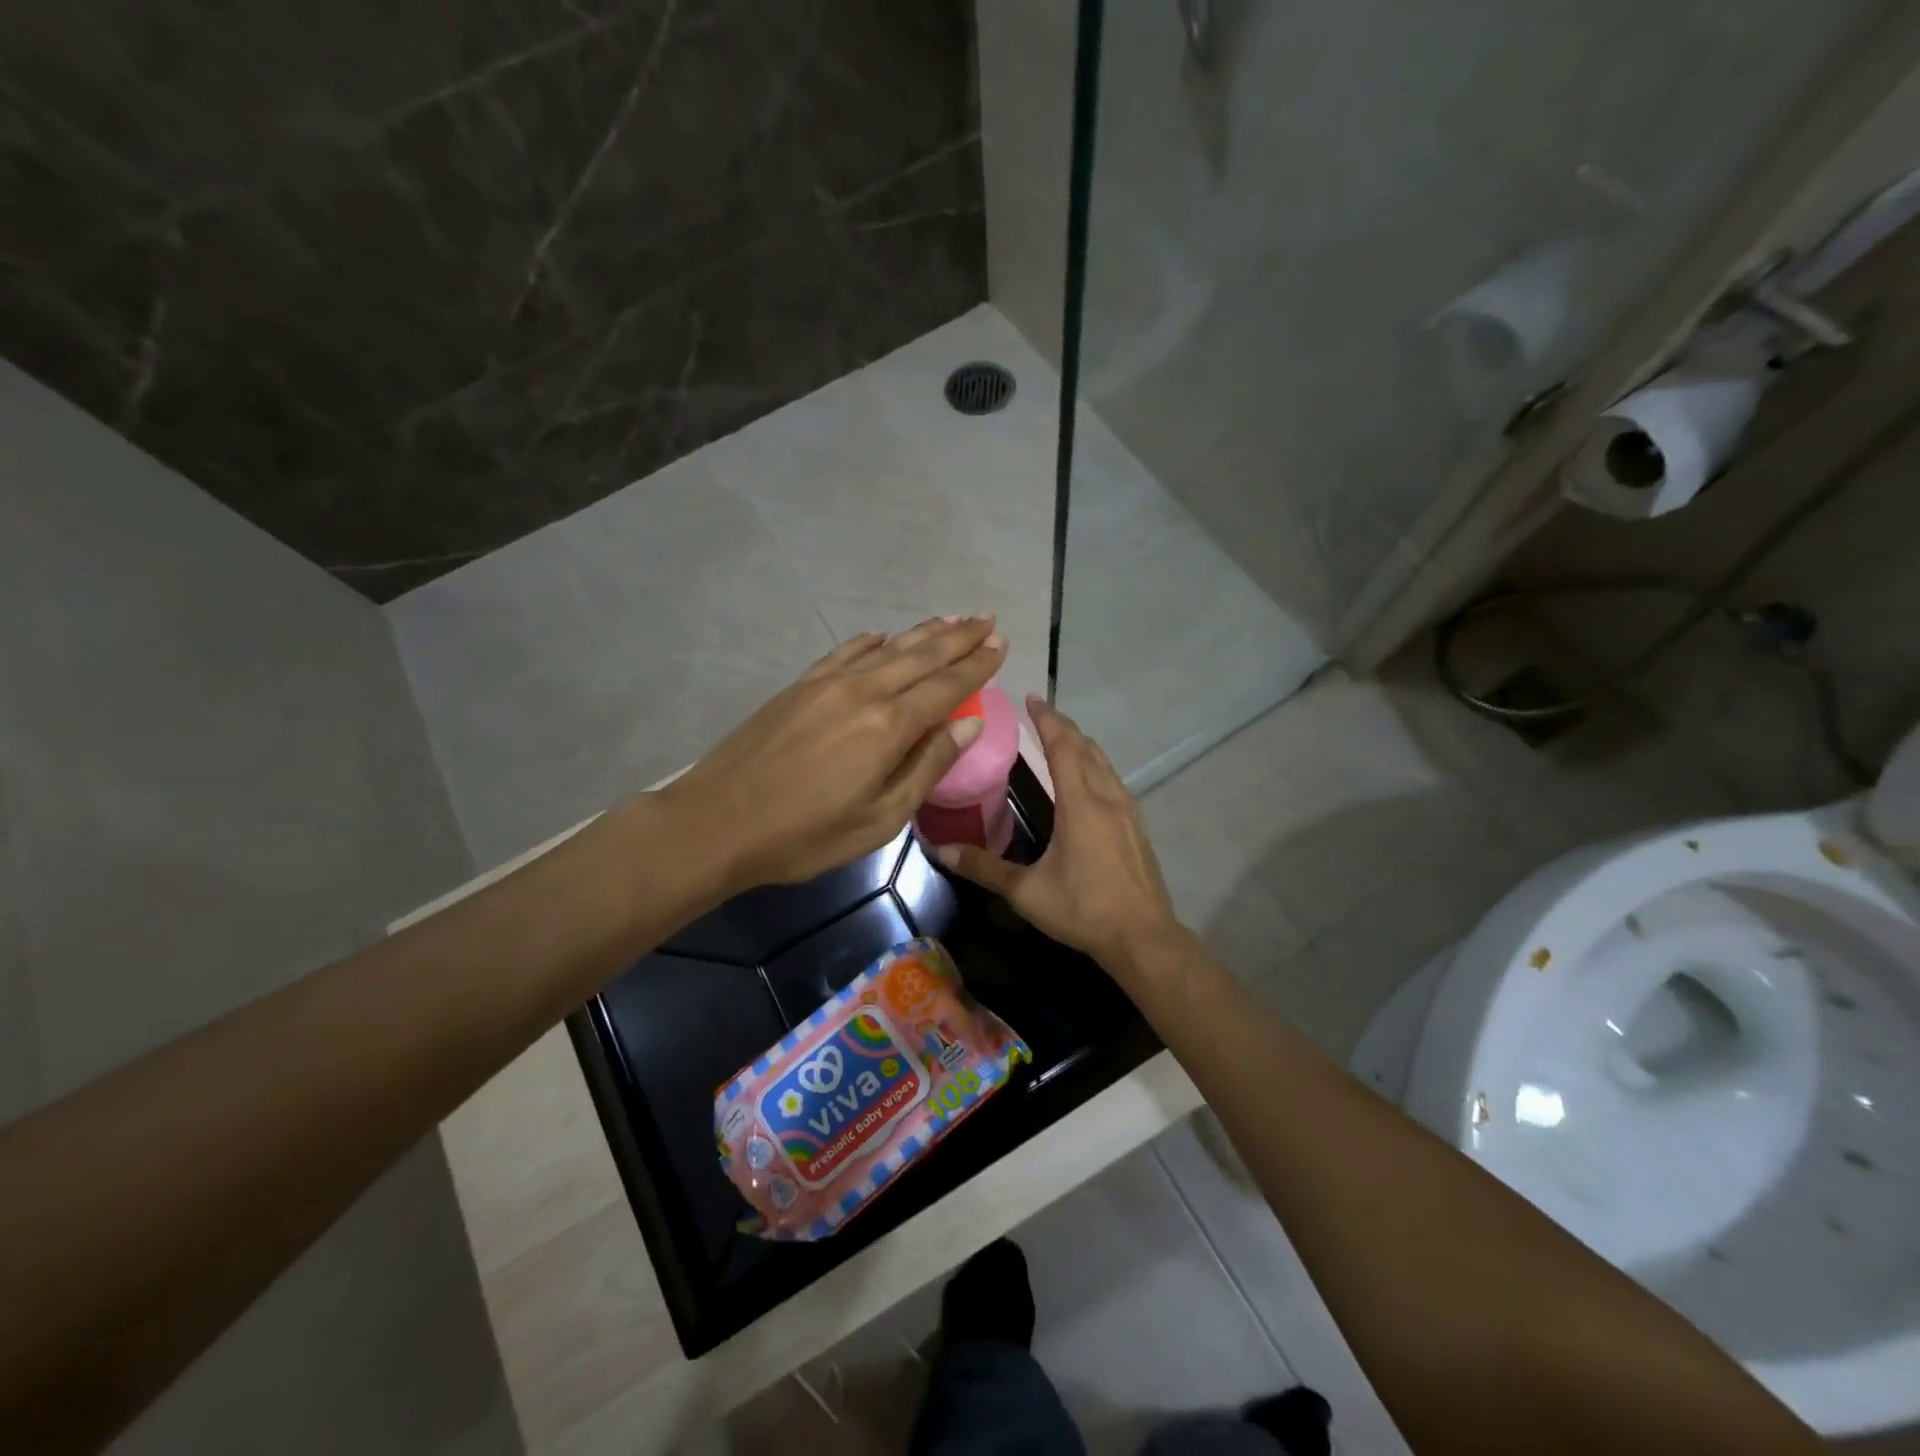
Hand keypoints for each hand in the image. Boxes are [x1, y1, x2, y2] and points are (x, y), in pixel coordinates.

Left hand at [664, 616, 1006, 890]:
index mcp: (889, 726)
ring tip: (951, 618)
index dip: (977, 665)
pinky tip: (882, 635)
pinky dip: (869, 642)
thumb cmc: (806, 834)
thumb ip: (927, 766)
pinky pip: (845, 652)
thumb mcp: (880, 818)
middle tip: (987, 618)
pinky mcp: (799, 686)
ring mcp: (827, 683)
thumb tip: (970, 724)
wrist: (718, 820)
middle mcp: (864, 691)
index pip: (947, 686)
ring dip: (923, 632)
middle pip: (921, 656)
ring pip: (887, 648)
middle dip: (959, 637)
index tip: (1001, 643)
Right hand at [934, 695, 1186, 978]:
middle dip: (1062, 726)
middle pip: (1085, 747)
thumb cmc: (1083, 909)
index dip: (1047, 719)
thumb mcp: (1026, 891)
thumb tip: (939, 848)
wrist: (1143, 937)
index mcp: (1080, 804)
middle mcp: (1106, 797)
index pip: (1062, 747)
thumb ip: (983, 868)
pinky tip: (1088, 780)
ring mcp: (1127, 811)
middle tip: (1040, 713)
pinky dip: (1095, 765)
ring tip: (1061, 738)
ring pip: (1104, 762)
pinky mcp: (1136, 826)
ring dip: (1081, 744)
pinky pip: (1113, 780)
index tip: (1031, 698)